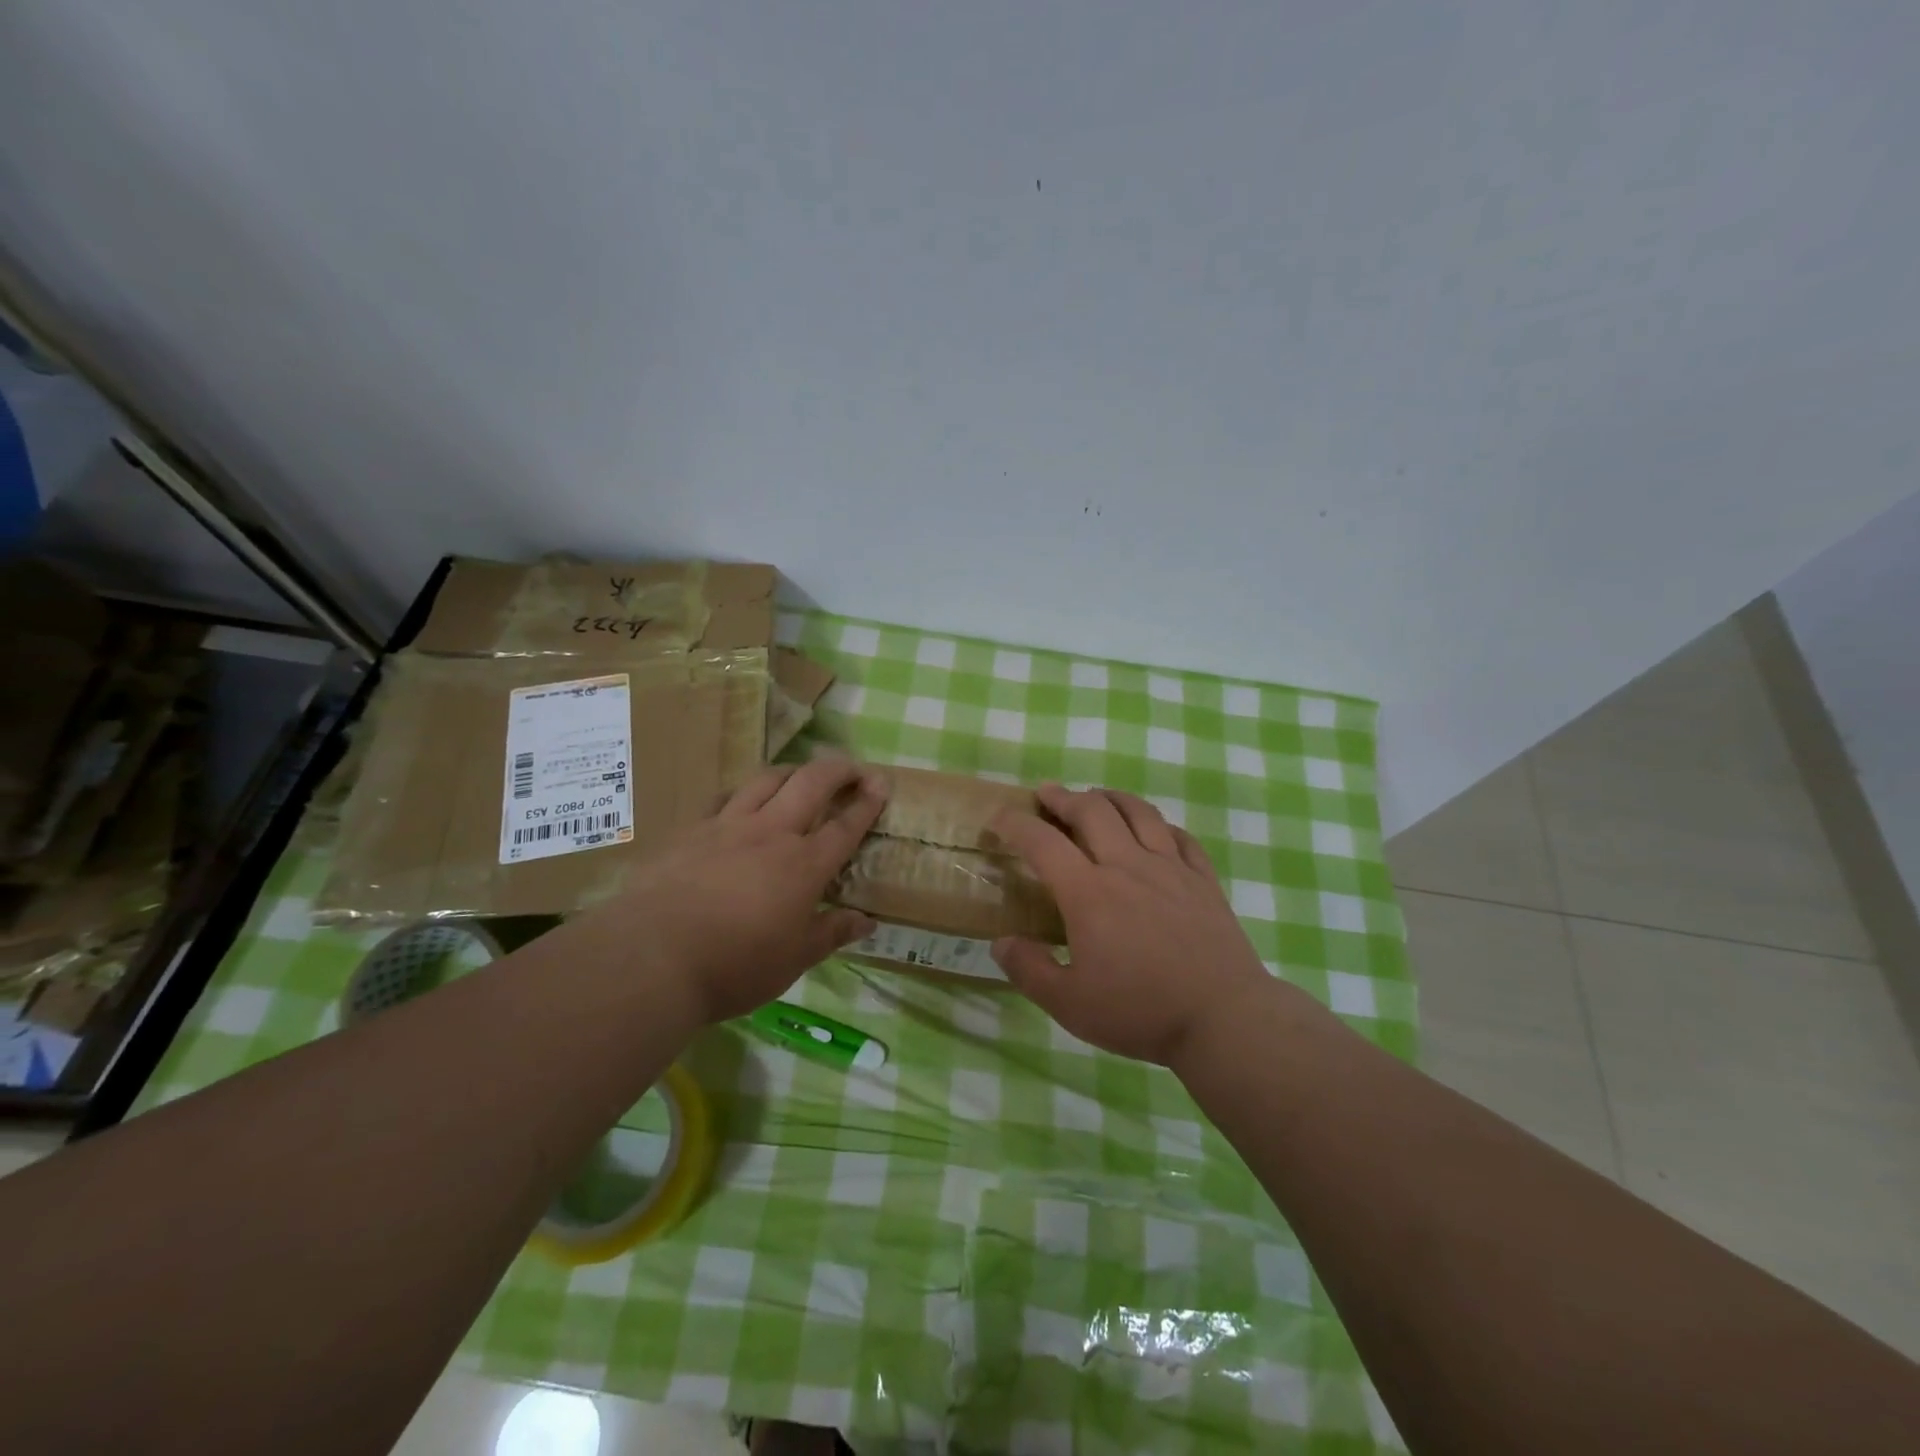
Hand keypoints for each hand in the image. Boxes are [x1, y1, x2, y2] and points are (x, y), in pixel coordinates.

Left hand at [579, 758, 887, 1024]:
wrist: (652, 956)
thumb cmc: (734, 966)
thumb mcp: (793, 960)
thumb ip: (831, 934)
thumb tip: (866, 922)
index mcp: (804, 866)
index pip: (845, 825)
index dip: (867, 802)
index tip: (881, 784)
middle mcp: (771, 833)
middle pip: (812, 783)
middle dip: (838, 769)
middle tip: (852, 768)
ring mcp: (728, 826)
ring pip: (767, 780)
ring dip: (792, 772)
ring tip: (800, 776)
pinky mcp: (692, 831)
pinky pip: (724, 799)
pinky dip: (743, 794)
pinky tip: (741, 802)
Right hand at [990, 785, 1274, 1066]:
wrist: (1223, 1018)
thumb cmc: (1141, 1012)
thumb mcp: (1070, 1004)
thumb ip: (1029, 970)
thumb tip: (1001, 942)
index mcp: (1089, 893)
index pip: (1043, 842)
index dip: (1016, 824)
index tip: (999, 817)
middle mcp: (1127, 867)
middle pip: (1092, 811)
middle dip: (1063, 797)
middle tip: (1047, 794)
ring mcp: (1170, 869)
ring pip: (1138, 813)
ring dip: (1111, 797)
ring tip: (1097, 797)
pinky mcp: (1203, 880)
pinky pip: (1180, 836)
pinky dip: (1159, 824)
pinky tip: (1154, 830)